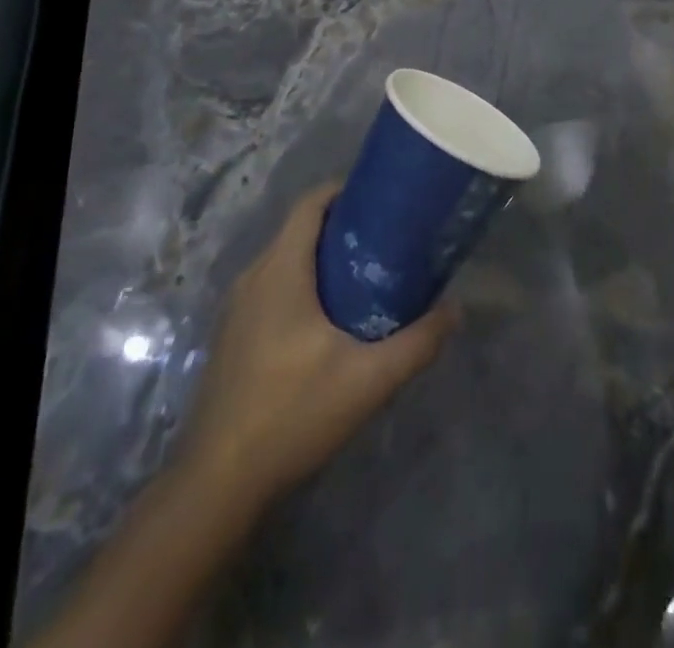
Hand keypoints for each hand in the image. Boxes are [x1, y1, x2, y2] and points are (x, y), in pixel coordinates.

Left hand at [175, 183, 459, 512]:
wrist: (218, 483)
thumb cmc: (292, 413)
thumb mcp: (369, 379)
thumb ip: (418, 342)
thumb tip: (456, 310)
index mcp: (280, 270)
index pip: (310, 204)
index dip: (345, 190)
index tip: (383, 200)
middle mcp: (254, 277)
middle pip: (299, 229)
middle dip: (342, 226)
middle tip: (387, 240)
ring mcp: (237, 308)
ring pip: (284, 260)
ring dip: (322, 257)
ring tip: (366, 275)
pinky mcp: (232, 336)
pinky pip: (272, 287)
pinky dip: (302, 284)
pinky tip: (329, 321)